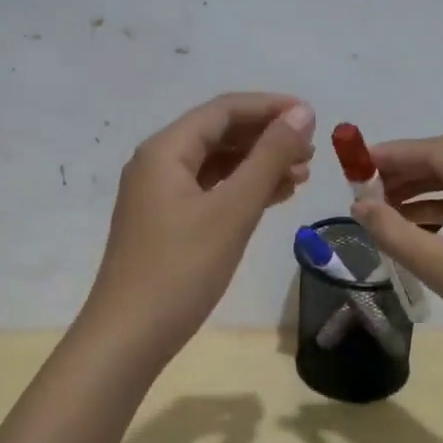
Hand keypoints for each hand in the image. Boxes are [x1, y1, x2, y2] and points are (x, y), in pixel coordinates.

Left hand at [81, 92, 315, 364]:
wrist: (129, 336)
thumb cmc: (182, 269)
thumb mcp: (232, 210)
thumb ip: (268, 158)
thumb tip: (301, 113)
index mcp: (165, 150)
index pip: (223, 110)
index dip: (269, 107)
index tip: (312, 116)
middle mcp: (157, 163)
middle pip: (218, 134)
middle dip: (266, 138)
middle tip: (311, 152)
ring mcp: (158, 194)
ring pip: (216, 164)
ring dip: (257, 165)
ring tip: (301, 175)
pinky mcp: (165, 222)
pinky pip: (209, 191)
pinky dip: (241, 190)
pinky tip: (273, 197)